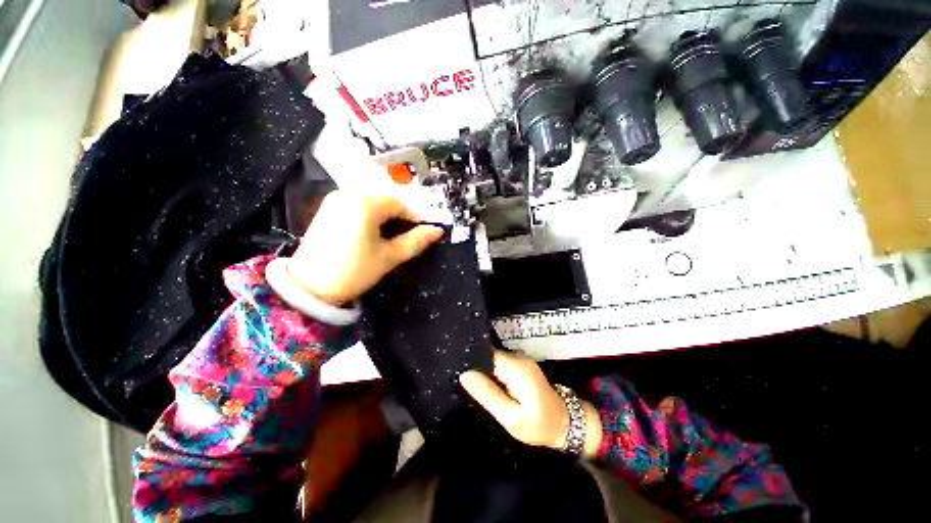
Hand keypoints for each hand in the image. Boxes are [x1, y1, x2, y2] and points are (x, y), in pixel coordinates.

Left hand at [287, 191, 443, 305]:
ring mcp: (335, 201)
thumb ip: (416, 241)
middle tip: (408, 238)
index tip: (424, 233)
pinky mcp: (328, 209)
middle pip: (386, 202)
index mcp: (365, 204)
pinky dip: (371, 218)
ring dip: (387, 219)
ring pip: (373, 205)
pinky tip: (373, 235)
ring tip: (392, 239)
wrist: (309, 288)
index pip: (401, 204)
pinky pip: (358, 207)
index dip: (416, 218)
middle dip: (401, 219)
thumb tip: (437, 231)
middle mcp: (348, 194)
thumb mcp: (389, 257)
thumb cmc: (354, 271)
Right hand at [459, 351, 601, 456]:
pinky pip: (501, 364)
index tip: (457, 371)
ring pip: (493, 360)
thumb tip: (464, 374)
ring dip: (484, 373)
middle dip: (476, 368)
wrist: (565, 422)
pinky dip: (493, 374)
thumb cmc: (539, 424)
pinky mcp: (521, 364)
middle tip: (464, 385)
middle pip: (488, 356)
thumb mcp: (510, 417)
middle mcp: (517, 357)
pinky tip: (489, 387)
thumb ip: (488, 394)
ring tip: (474, 387)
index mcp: (515, 367)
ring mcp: (521, 359)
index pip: (485, 354)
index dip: (471, 361)